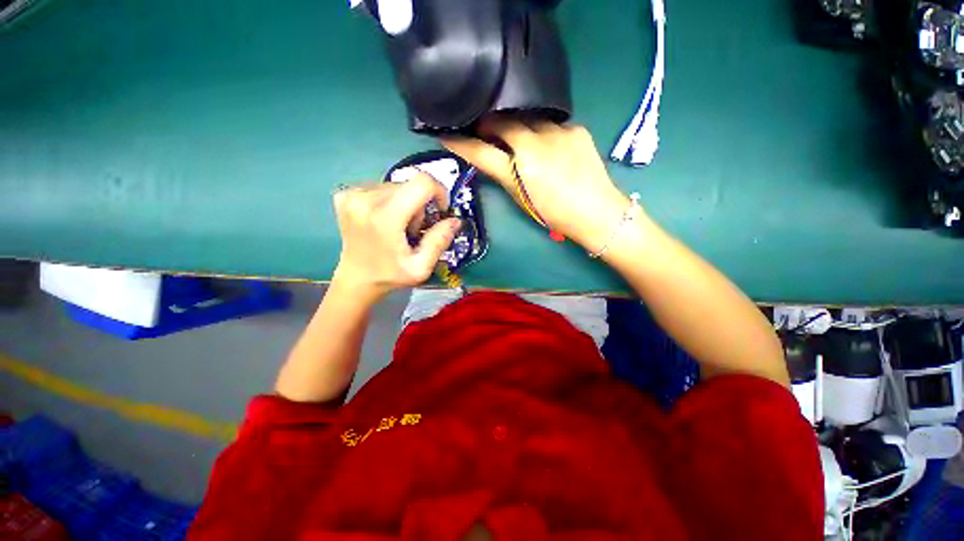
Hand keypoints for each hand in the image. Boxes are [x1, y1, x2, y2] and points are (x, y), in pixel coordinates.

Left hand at [332, 173, 460, 299]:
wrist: (356, 278)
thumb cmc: (390, 275)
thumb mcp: (421, 267)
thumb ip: (439, 241)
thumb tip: (454, 220)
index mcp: (384, 218)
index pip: (422, 183)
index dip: (439, 192)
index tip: (439, 210)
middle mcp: (365, 199)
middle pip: (410, 186)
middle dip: (420, 205)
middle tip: (414, 230)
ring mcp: (353, 195)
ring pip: (397, 186)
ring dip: (405, 204)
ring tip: (398, 228)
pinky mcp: (347, 194)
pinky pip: (382, 188)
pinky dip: (391, 202)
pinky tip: (385, 221)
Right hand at [444, 119, 633, 253]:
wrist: (596, 212)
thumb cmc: (554, 213)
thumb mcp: (522, 199)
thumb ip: (505, 175)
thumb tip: (493, 158)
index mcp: (519, 170)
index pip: (481, 151)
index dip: (461, 143)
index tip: (446, 133)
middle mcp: (535, 144)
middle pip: (502, 122)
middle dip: (490, 124)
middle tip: (485, 129)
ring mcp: (558, 132)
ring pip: (528, 119)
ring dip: (519, 126)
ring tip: (520, 138)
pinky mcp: (576, 128)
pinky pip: (552, 124)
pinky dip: (545, 133)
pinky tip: (550, 145)